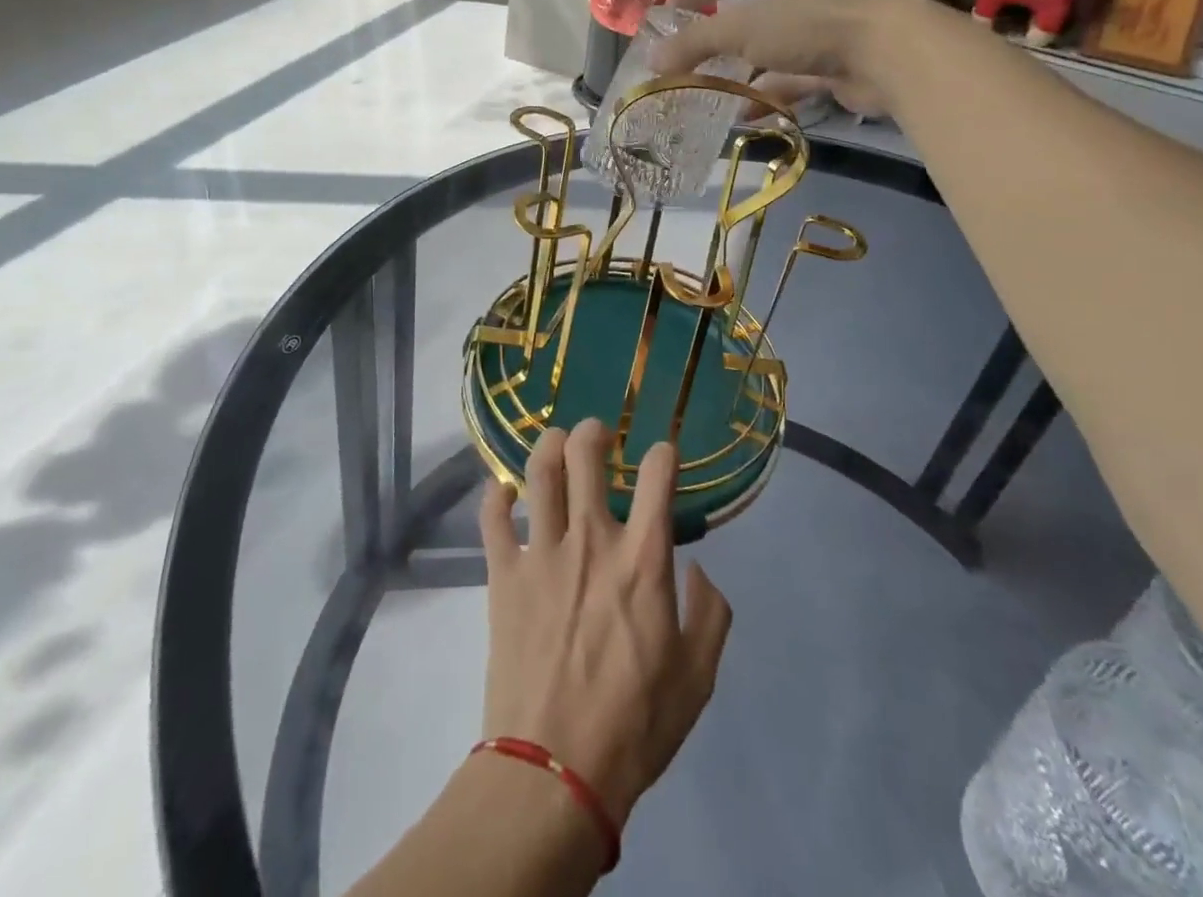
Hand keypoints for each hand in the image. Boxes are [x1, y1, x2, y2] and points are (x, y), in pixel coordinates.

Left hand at [478, 420, 732, 830]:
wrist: (555, 771)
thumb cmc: (635, 725)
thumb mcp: (698, 677)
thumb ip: (711, 614)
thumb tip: (698, 570)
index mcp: (643, 558)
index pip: (657, 474)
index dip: (663, 453)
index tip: (662, 456)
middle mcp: (592, 539)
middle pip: (586, 453)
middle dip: (594, 432)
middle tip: (598, 434)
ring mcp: (541, 552)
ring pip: (539, 471)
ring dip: (548, 445)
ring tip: (555, 444)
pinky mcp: (503, 573)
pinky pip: (491, 516)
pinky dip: (495, 495)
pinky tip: (504, 492)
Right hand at [656, 0, 900, 115]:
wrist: (886, 54)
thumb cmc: (808, 24)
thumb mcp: (740, 29)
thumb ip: (695, 43)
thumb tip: (652, 60)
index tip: (668, 8)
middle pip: (749, 12)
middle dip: (718, 35)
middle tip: (687, 54)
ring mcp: (821, 28)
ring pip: (770, 49)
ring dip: (741, 70)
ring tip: (708, 90)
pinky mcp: (835, 62)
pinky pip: (791, 79)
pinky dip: (767, 94)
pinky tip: (744, 114)